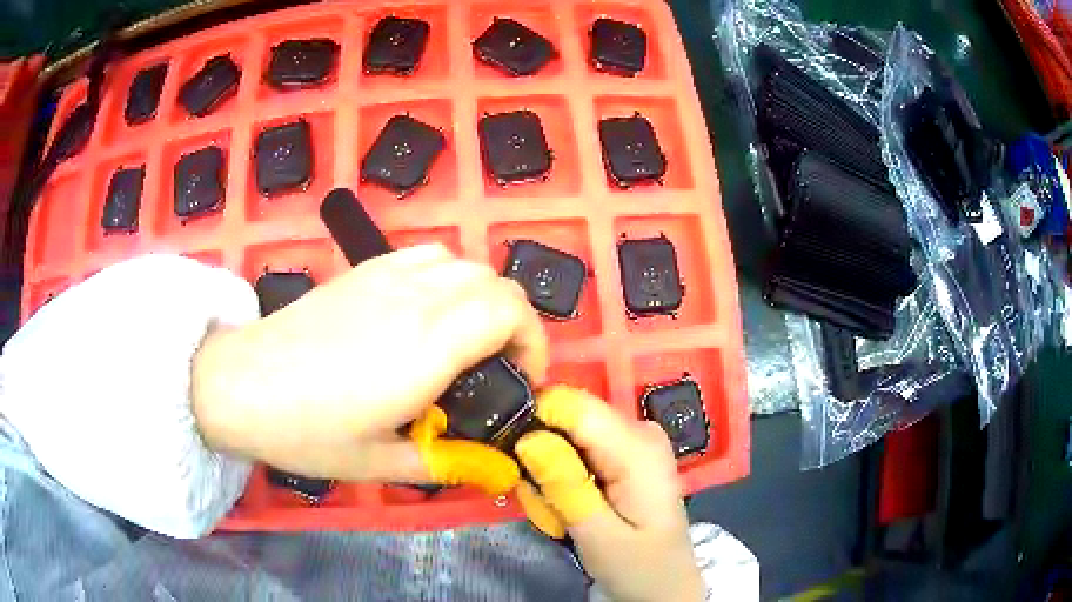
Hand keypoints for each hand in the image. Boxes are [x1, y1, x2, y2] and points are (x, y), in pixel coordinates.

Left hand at [191, 244, 546, 492]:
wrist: (240, 384)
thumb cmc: (306, 431)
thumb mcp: (379, 465)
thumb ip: (443, 463)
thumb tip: (488, 465)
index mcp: (428, 347)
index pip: (511, 313)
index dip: (534, 344)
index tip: (523, 381)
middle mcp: (416, 299)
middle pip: (496, 282)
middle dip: (516, 323)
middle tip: (499, 367)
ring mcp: (387, 276)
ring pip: (463, 263)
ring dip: (483, 297)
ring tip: (466, 338)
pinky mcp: (363, 270)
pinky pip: (426, 254)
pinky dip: (447, 276)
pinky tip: (426, 310)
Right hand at [514, 387, 703, 601]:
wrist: (665, 583)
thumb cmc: (638, 565)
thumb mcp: (598, 535)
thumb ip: (565, 486)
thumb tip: (527, 437)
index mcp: (637, 446)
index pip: (572, 404)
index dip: (534, 420)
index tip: (513, 458)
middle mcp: (638, 429)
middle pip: (568, 417)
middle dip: (541, 454)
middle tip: (541, 501)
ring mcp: (635, 438)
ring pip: (568, 433)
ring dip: (550, 470)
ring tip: (558, 511)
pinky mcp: (626, 452)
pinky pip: (579, 448)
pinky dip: (565, 475)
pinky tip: (572, 504)